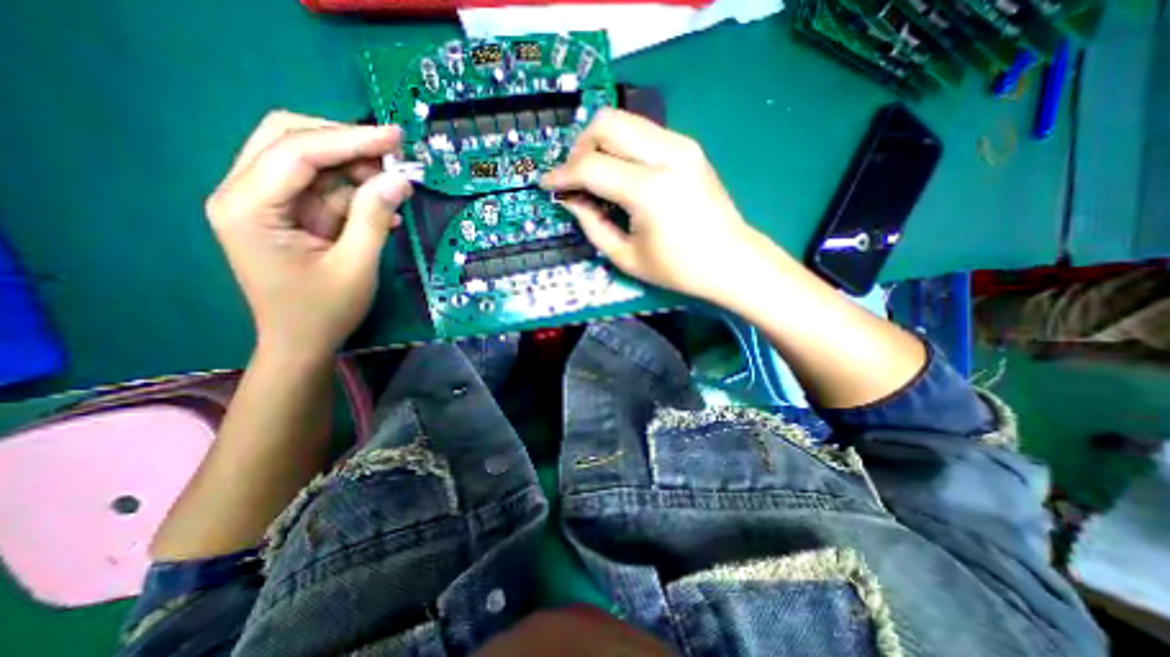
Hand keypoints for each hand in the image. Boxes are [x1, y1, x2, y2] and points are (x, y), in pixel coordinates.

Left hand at [207, 112, 412, 358]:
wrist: (301, 343)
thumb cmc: (324, 311)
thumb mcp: (356, 266)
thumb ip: (374, 218)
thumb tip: (400, 179)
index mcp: (248, 207)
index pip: (298, 151)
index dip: (351, 139)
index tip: (396, 137)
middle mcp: (244, 193)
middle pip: (290, 140)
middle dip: (346, 145)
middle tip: (393, 158)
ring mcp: (264, 203)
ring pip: (309, 162)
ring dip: (355, 172)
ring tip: (394, 191)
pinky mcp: (285, 214)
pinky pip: (322, 190)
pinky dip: (354, 195)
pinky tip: (382, 213)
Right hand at [542, 108, 762, 301]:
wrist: (731, 261)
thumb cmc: (679, 269)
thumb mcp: (626, 257)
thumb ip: (592, 224)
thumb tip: (571, 198)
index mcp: (650, 191)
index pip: (591, 166)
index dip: (562, 174)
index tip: (547, 184)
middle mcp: (667, 156)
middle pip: (606, 123)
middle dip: (579, 148)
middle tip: (575, 178)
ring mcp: (681, 145)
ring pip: (623, 119)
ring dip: (599, 143)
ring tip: (595, 176)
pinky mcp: (688, 146)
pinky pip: (642, 131)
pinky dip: (621, 145)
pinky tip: (620, 173)